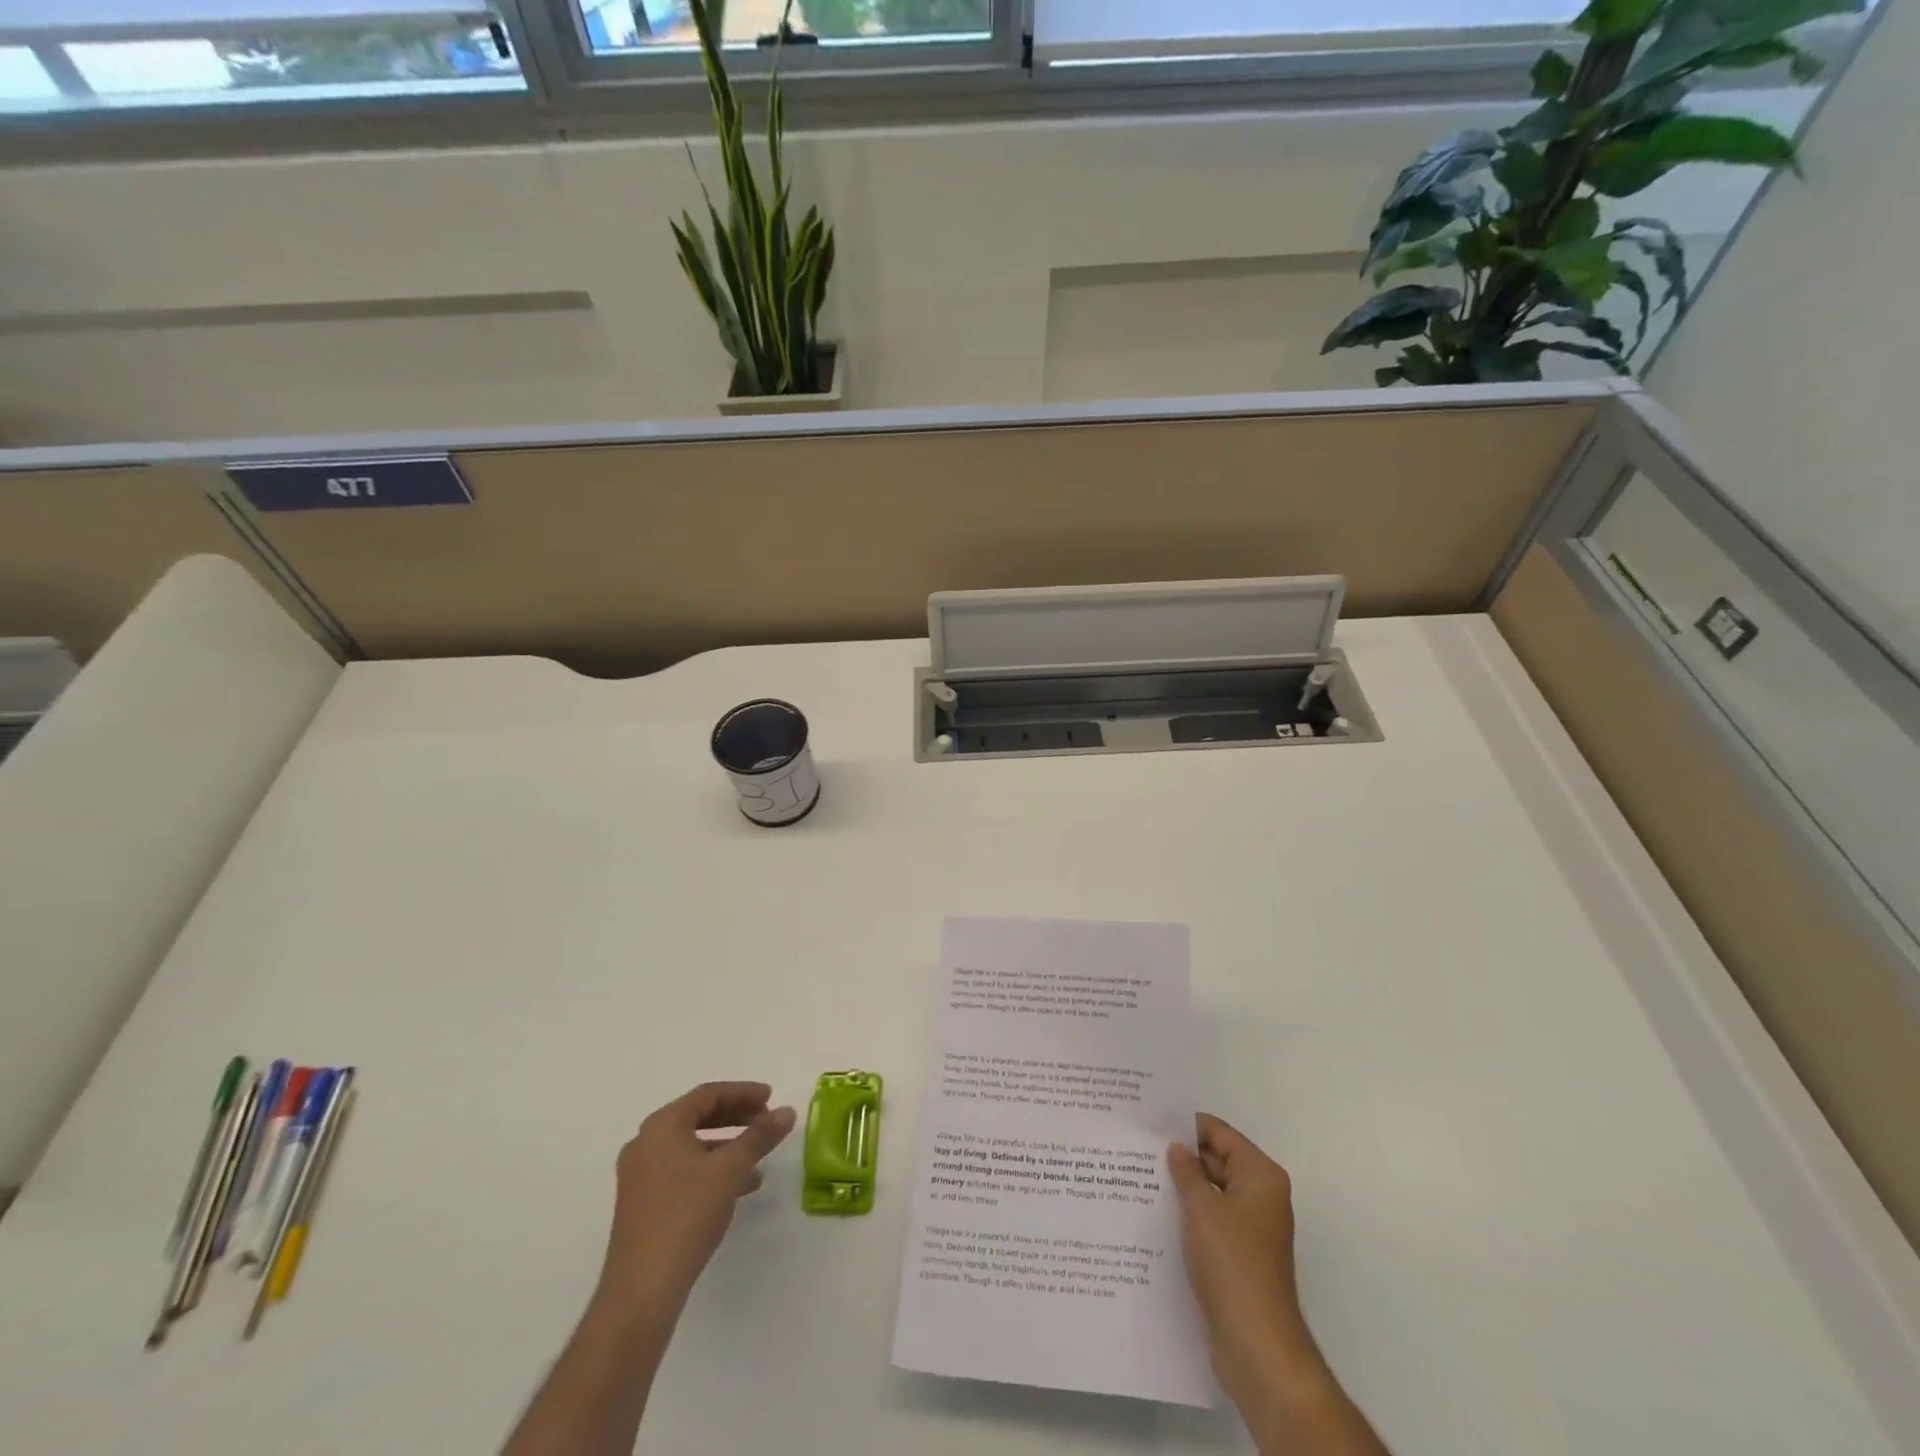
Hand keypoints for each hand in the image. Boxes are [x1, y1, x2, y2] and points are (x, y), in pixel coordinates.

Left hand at [595, 1082, 795, 1322]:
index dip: (743, 1092)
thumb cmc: (686, 1215)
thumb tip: (787, 1112)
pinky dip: (711, 1169)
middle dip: (736, 1117)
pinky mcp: (643, 1204)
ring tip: (758, 1158)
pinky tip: (738, 1187)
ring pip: (691, 1146)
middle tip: (766, 1121)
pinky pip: (683, 1170)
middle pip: (697, 1116)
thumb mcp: (731, 1170)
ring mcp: (640, 1176)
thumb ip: (760, 1136)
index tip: (771, 1097)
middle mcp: (645, 1144)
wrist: (642, 1289)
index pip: (708, 1095)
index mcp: (661, 1126)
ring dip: (727, 1146)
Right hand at [1168, 1115, 1320, 1402]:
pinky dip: (1189, 1214)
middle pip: (1218, 1160)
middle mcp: (1261, 1196)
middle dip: (1183, 1155)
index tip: (1151, 1120)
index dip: (1187, 1125)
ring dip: (1184, 1186)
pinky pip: (1211, 1220)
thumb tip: (1177, 1148)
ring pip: (1213, 1192)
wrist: (1255, 1342)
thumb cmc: (1231, 1261)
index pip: (1221, 1134)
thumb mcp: (1201, 1207)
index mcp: (1260, 1176)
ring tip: (1140, 1175)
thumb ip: (1186, 1171)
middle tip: (1139, 1146)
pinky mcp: (1240, 1255)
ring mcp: (1251, 1228)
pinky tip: (1157, 1212)